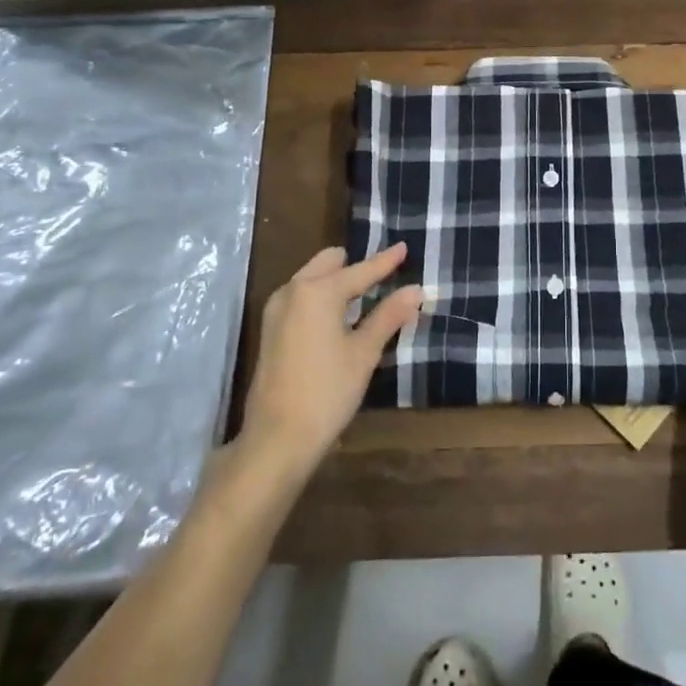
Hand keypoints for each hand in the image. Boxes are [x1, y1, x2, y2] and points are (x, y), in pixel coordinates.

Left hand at [238, 244, 419, 479]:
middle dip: (354, 266)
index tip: (403, 247)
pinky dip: (320, 297)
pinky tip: (337, 315)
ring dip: (336, 281)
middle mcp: (292, 291)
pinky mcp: (270, 330)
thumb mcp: (364, 353)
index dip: (385, 261)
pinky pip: (300, 298)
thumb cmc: (327, 391)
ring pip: (311, 279)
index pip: (360, 270)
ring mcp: (276, 310)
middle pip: (329, 264)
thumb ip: (388, 316)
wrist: (277, 439)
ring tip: (363, 293)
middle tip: (382, 274)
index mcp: (317, 291)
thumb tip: (415, 290)